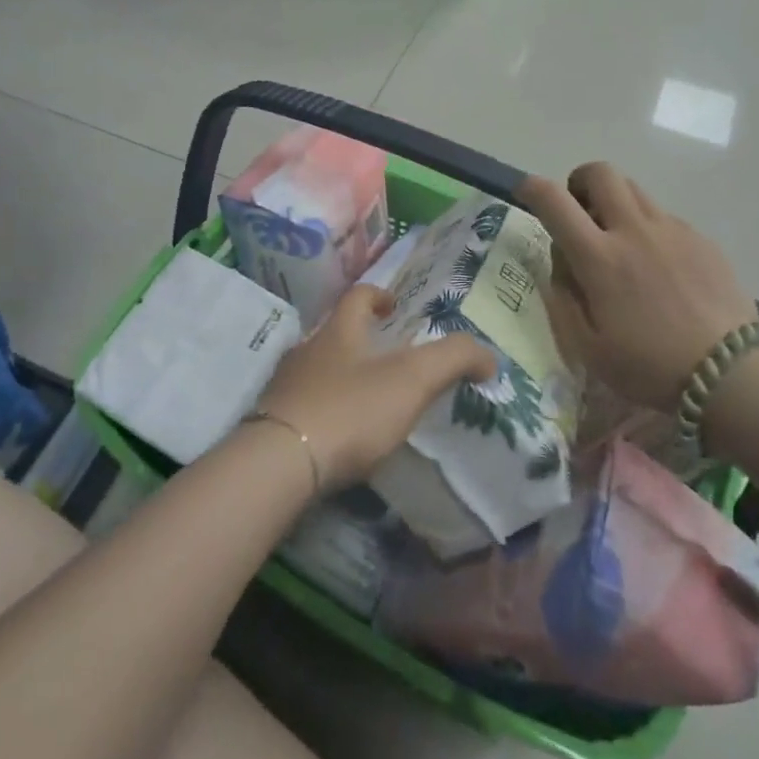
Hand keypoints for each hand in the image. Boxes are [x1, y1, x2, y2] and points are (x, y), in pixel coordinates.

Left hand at [254, 284, 494, 490]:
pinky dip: (323, 409)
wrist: (279, 463)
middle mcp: (307, 350)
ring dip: (340, 375)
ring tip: (366, 398)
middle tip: (387, 358)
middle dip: (360, 339)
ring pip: (316, 369)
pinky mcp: (270, 422)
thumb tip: (489, 355)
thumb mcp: (412, 380)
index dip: (378, 295)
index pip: (357, 297)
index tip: (394, 306)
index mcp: (339, 332)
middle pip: (334, 333)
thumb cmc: (350, 410)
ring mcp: (283, 386)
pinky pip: (302, 404)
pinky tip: (337, 434)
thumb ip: (453, 360)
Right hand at [521, 164, 758, 413]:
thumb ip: (563, 299)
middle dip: (579, 181)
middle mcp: (633, 230)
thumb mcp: (588, 348)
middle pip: (600, 173)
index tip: (526, 192)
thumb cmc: (650, 366)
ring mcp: (672, 230)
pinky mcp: (701, 238)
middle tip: (579, 211)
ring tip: (618, 239)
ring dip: (614, 201)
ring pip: (634, 190)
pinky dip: (647, 227)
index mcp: (599, 257)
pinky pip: (664, 216)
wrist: (731, 374)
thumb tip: (559, 263)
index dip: (532, 188)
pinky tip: (658, 266)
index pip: (554, 200)